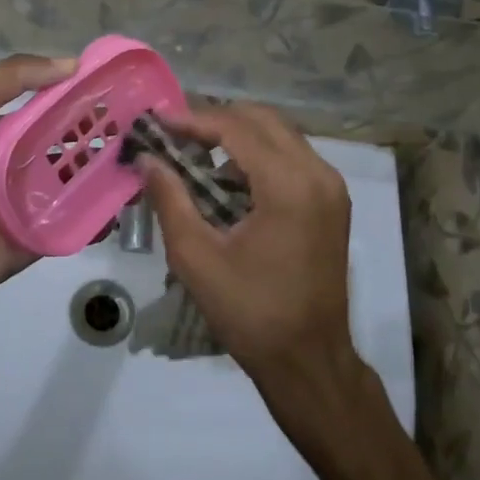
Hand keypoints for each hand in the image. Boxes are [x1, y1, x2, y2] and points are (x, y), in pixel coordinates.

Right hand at [134, 102, 360, 397]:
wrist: (309, 360)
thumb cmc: (250, 312)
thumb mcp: (196, 257)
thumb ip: (170, 199)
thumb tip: (147, 159)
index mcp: (289, 185)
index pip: (237, 128)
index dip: (193, 119)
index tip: (157, 121)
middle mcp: (318, 174)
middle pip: (263, 120)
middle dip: (216, 120)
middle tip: (174, 133)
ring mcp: (331, 187)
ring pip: (280, 135)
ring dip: (238, 134)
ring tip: (194, 150)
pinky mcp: (332, 202)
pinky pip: (292, 157)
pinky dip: (258, 154)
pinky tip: (226, 175)